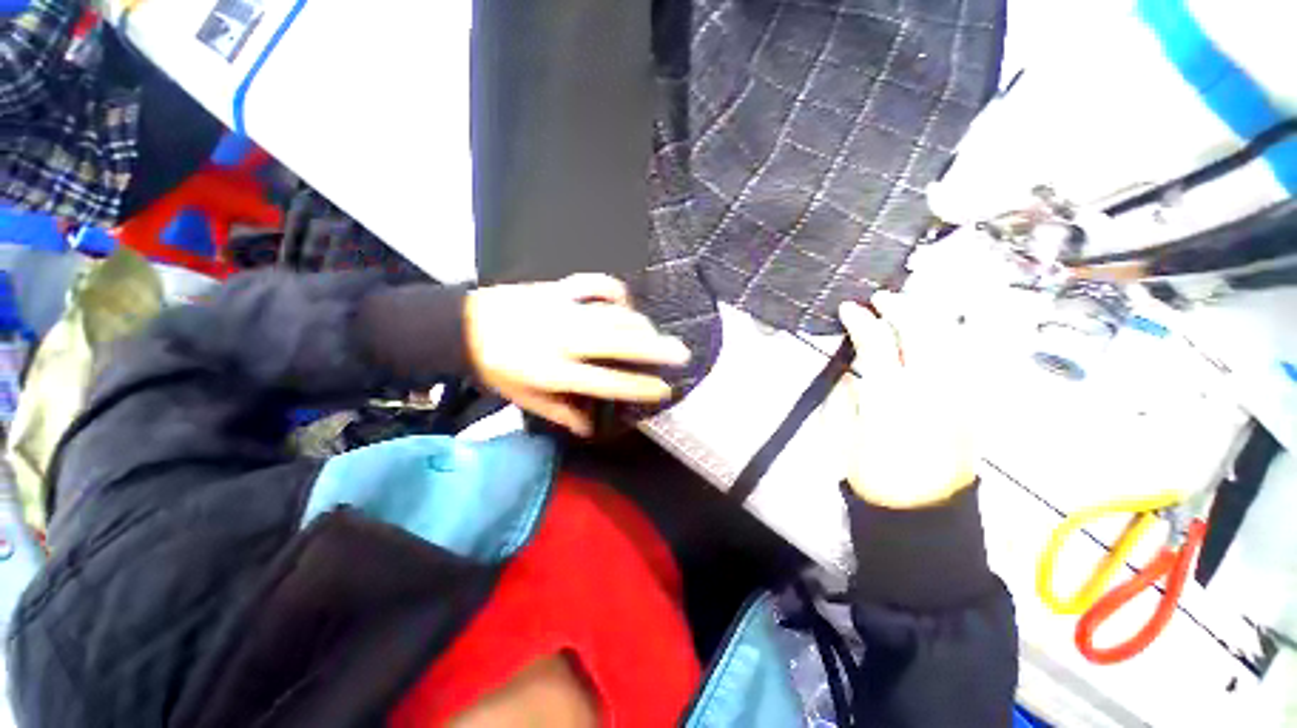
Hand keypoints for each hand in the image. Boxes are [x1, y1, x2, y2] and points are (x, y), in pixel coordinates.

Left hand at [464, 274, 689, 435]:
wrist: (462, 326)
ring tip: (658, 334)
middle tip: (682, 353)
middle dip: (656, 349)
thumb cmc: (494, 368)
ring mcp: (562, 310)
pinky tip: (625, 301)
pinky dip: (614, 290)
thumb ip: (559, 413)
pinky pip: (594, 284)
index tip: (665, 389)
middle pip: (619, 343)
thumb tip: (590, 428)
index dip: (640, 386)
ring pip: (613, 315)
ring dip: (641, 324)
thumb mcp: (522, 399)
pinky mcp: (557, 289)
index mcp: (553, 372)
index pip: (608, 382)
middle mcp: (563, 340)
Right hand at [837, 292, 977, 508]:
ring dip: (928, 315)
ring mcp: (960, 393)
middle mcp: (932, 388)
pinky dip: (948, 336)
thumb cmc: (873, 475)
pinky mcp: (974, 403)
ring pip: (952, 337)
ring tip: (908, 308)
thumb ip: (845, 395)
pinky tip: (934, 333)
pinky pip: (965, 356)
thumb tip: (850, 370)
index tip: (848, 308)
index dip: (861, 320)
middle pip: (923, 329)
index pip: (878, 341)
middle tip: (881, 299)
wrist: (923, 511)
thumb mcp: (843, 433)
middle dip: (901, 306)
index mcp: (892, 396)